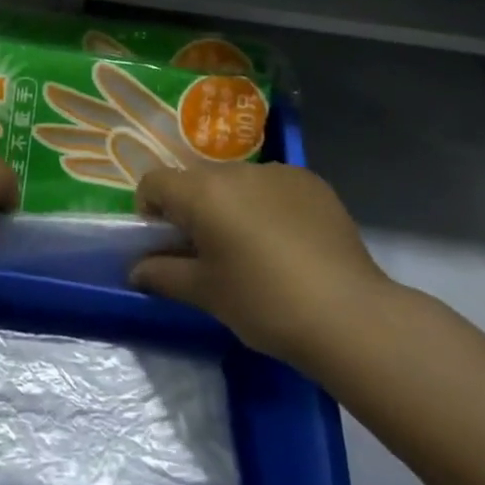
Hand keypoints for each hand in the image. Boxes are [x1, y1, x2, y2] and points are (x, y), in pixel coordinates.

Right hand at [130, 163, 395, 368]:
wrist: (349, 315)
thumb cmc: (264, 303)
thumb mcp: (206, 294)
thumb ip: (163, 275)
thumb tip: (136, 269)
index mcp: (202, 192)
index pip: (155, 182)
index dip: (150, 210)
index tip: (166, 243)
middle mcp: (236, 170)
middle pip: (197, 180)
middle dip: (194, 209)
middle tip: (210, 252)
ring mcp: (277, 171)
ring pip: (237, 182)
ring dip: (232, 205)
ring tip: (256, 250)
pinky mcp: (311, 181)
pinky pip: (273, 186)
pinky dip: (269, 206)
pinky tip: (290, 244)